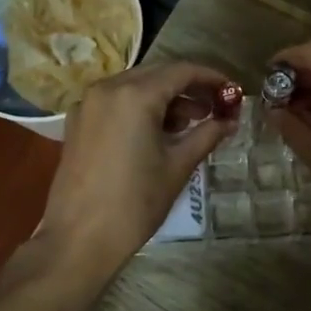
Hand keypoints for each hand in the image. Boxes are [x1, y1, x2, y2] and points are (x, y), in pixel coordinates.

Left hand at [36, 61, 236, 275]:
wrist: (79, 239)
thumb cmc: (135, 203)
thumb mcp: (177, 167)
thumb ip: (206, 135)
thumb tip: (230, 121)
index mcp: (134, 95)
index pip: (182, 71)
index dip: (211, 78)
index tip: (233, 92)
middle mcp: (107, 88)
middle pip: (157, 74)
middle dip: (189, 88)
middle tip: (216, 108)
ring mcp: (88, 104)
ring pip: (136, 87)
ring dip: (166, 98)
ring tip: (192, 123)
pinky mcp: (78, 122)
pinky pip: (117, 102)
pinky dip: (141, 108)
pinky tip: (159, 132)